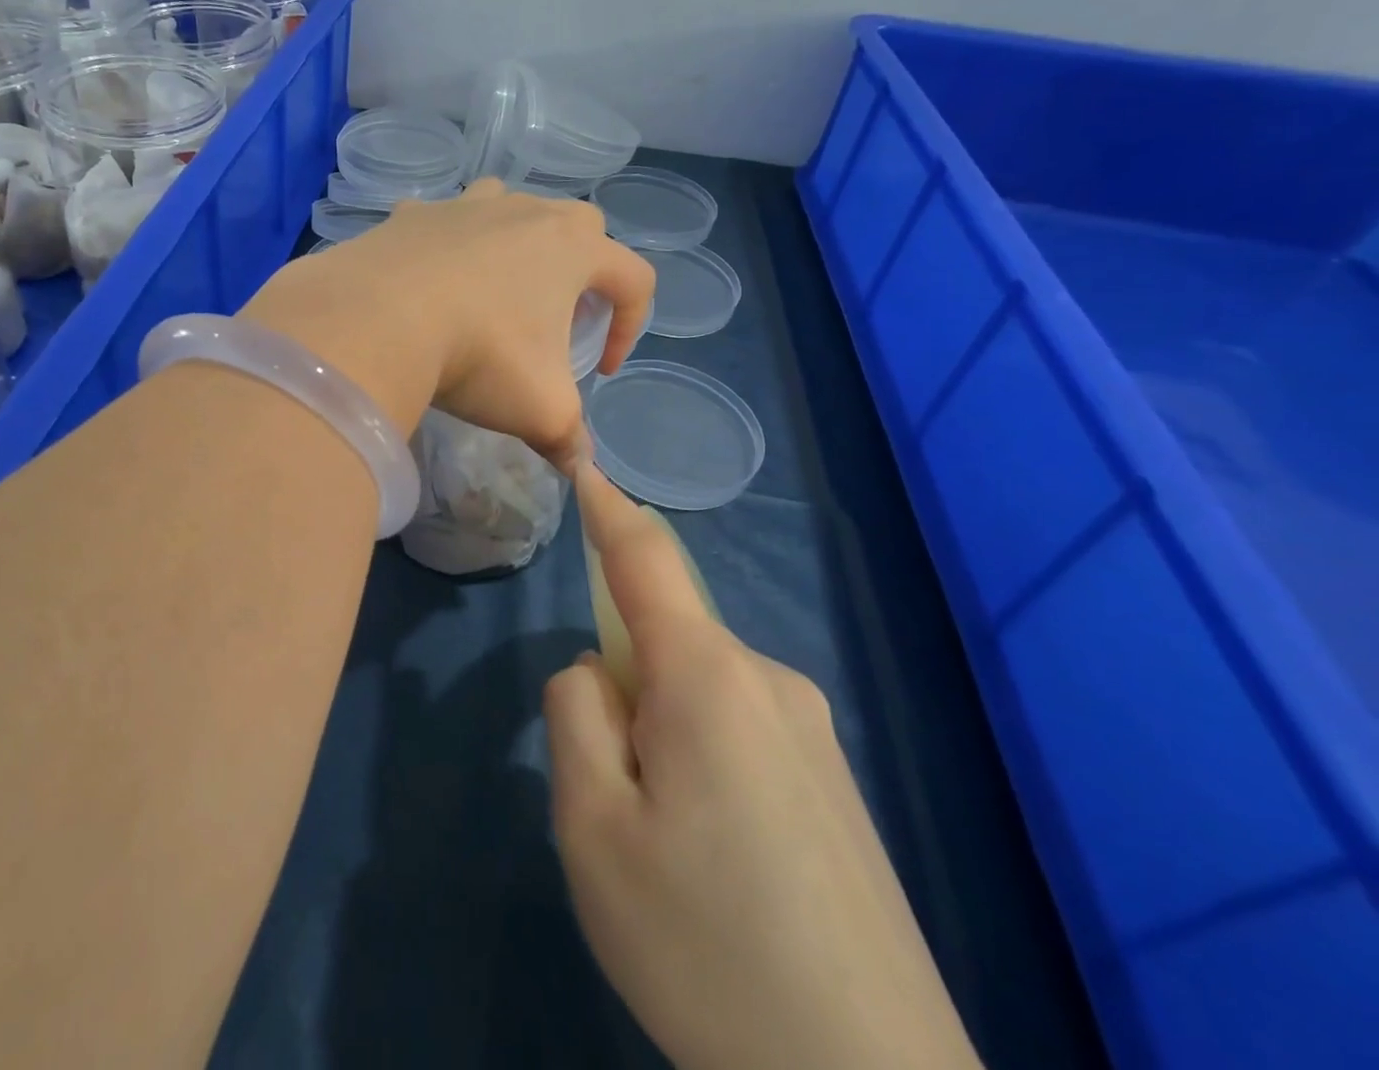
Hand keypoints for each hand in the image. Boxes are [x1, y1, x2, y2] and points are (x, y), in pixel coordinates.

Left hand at [242, 178, 652, 467]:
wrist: (377, 320)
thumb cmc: (479, 355)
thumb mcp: (539, 408)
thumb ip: (569, 439)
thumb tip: (582, 469)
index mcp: (572, 248)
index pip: (634, 278)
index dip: (630, 326)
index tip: (600, 368)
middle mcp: (525, 213)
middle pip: (581, 225)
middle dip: (584, 270)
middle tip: (558, 318)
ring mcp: (465, 206)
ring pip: (512, 206)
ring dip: (519, 241)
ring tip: (499, 289)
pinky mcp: (413, 214)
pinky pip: (444, 222)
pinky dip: (449, 246)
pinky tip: (431, 283)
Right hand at [545, 467, 982, 1069]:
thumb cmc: (707, 950)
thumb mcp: (593, 828)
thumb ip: (576, 714)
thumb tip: (598, 670)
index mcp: (708, 678)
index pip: (645, 557)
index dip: (608, 506)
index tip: (583, 461)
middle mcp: (769, 680)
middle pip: (664, 639)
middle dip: (620, 689)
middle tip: (616, 805)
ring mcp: (813, 731)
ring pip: (697, 691)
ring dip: (659, 737)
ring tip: (670, 854)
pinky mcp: (835, 783)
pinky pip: (737, 730)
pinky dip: (700, 764)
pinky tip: (722, 870)